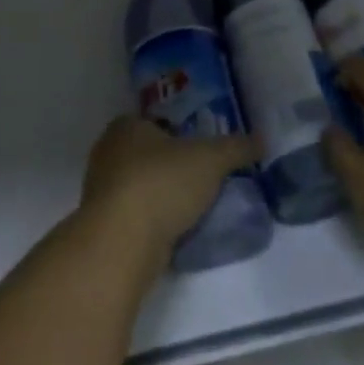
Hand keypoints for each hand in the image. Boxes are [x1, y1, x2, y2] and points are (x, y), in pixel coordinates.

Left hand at [79, 116, 256, 272]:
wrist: (122, 243)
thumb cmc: (162, 183)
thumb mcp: (210, 159)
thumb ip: (236, 147)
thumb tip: (262, 139)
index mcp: (126, 126)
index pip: (156, 121)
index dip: (179, 132)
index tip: (202, 149)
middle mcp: (108, 153)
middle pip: (147, 154)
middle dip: (172, 165)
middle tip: (203, 177)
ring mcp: (101, 192)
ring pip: (140, 186)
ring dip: (163, 196)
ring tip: (195, 207)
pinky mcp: (104, 227)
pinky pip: (136, 216)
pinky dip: (154, 221)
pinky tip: (176, 231)